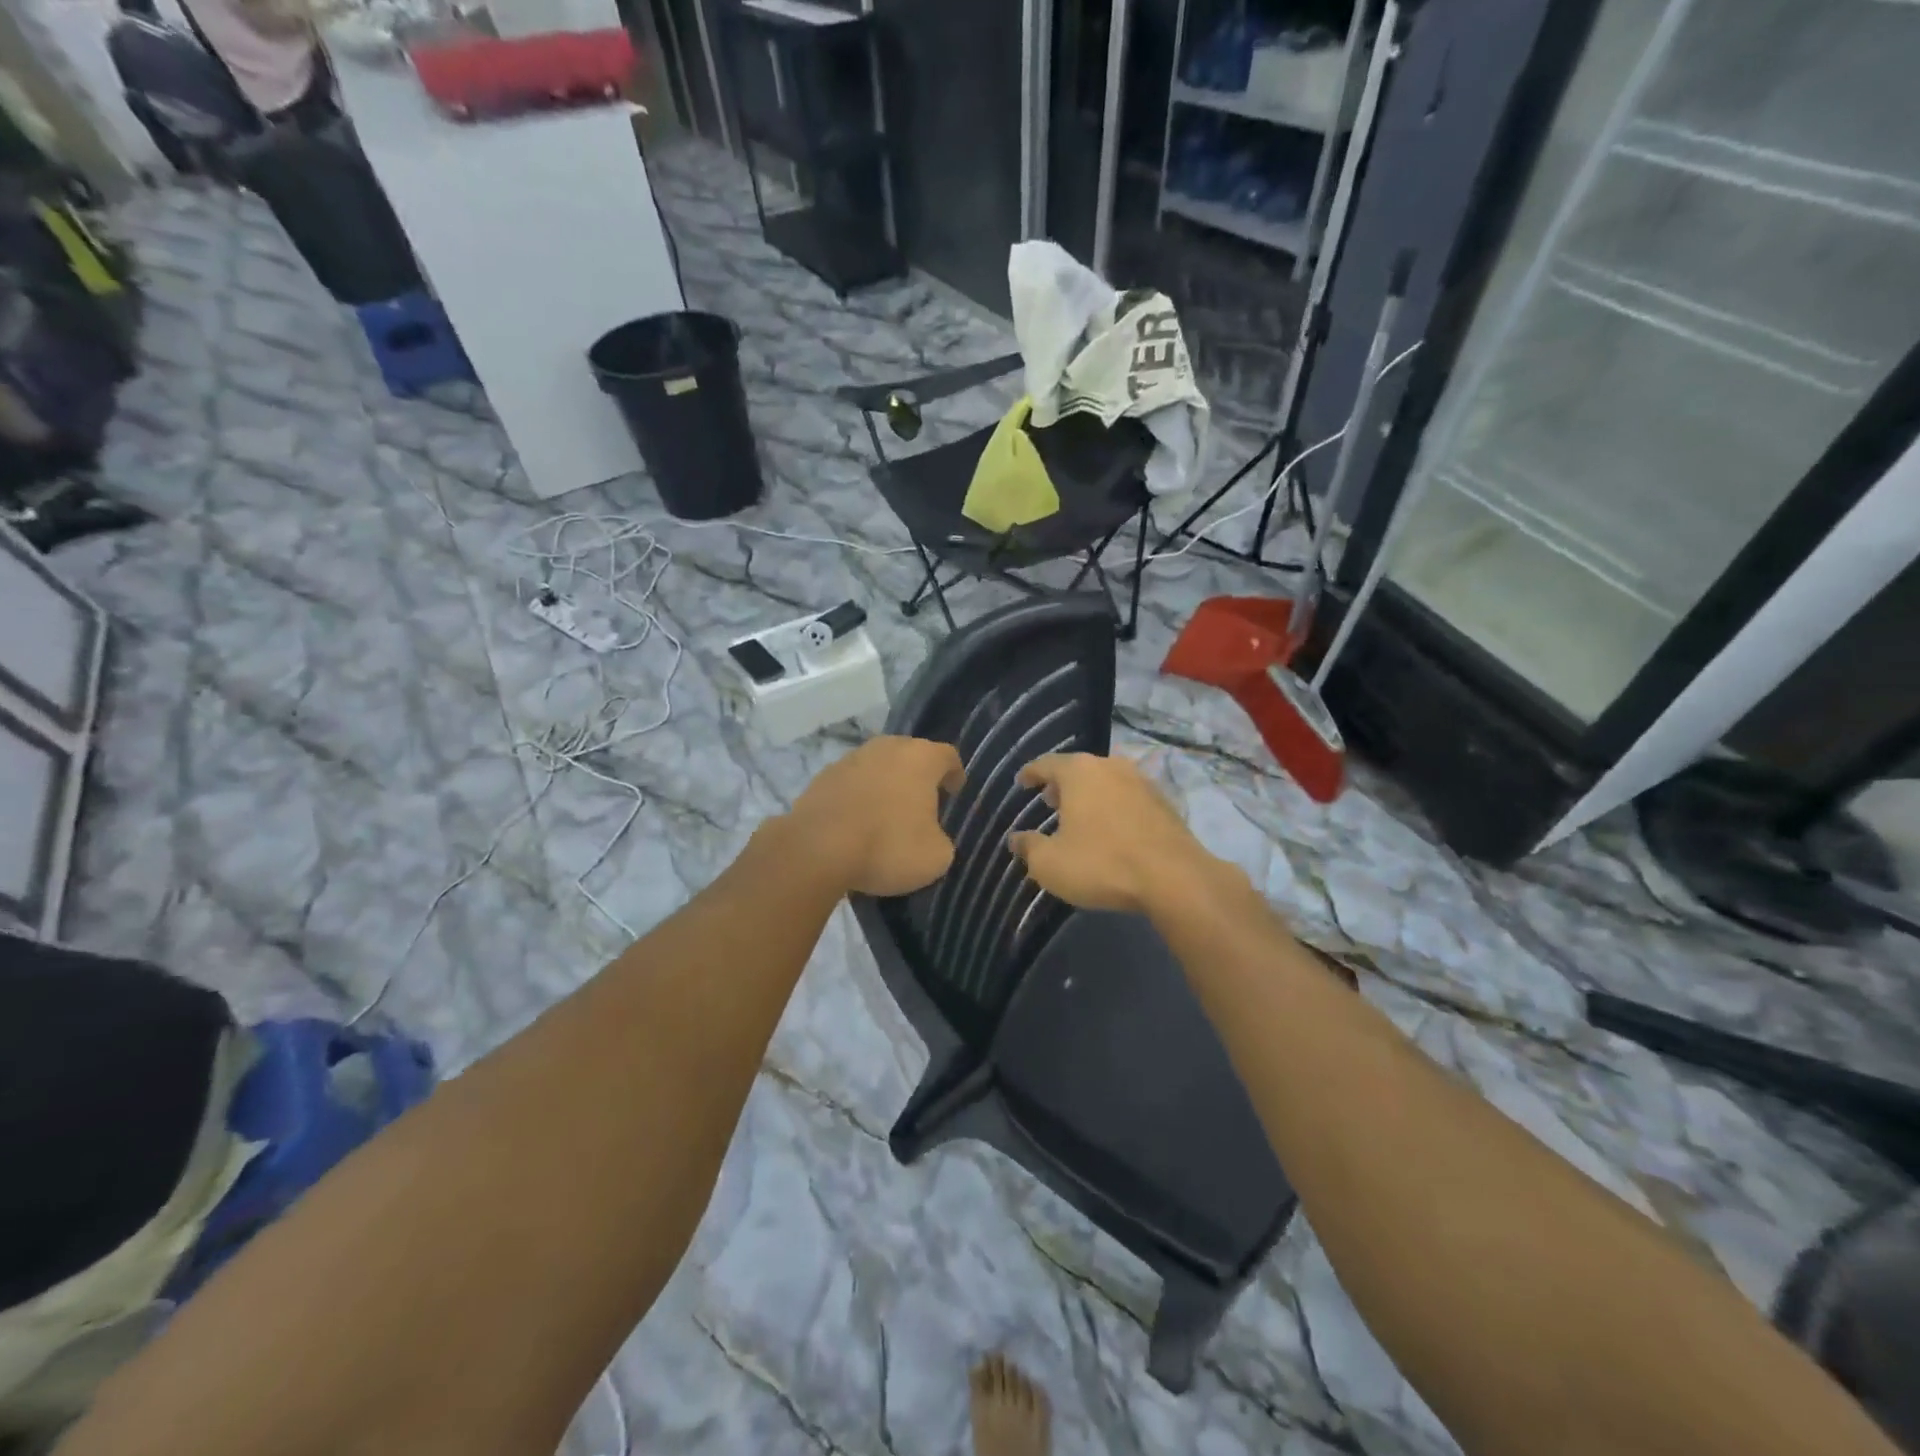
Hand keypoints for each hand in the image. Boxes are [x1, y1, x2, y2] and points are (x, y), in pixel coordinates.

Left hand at [789, 736, 965, 897]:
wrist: (817, 850)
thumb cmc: (888, 846)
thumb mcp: (936, 856)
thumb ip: (941, 839)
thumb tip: (931, 837)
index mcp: (920, 758)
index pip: (948, 756)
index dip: (954, 775)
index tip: (954, 794)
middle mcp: (886, 748)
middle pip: (910, 756)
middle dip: (917, 778)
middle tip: (921, 805)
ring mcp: (850, 759)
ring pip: (877, 768)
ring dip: (884, 786)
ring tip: (885, 817)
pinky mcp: (821, 777)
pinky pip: (850, 784)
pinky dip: (857, 799)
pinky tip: (856, 824)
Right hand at [1008, 754, 1218, 914]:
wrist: (1175, 878)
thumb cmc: (1102, 863)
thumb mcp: (1050, 863)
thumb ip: (1028, 847)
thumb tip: (1016, 838)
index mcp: (1079, 772)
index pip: (1046, 763)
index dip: (1030, 773)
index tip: (1022, 782)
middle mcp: (1111, 766)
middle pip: (1079, 769)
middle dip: (1062, 785)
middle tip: (1049, 802)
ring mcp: (1142, 782)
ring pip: (1106, 781)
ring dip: (1090, 796)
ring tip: (1080, 816)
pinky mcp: (1165, 802)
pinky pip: (1128, 798)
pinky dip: (1113, 808)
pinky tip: (1111, 829)